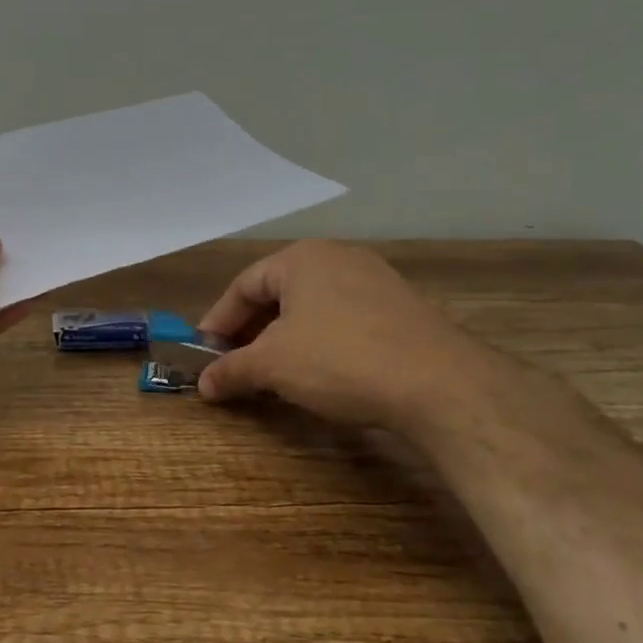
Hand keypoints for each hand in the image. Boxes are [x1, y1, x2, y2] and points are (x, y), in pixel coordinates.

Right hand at [196, 240, 489, 431]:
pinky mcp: (401, 309)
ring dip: (285, 340)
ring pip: (312, 308)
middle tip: (236, 366)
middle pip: (279, 294)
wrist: (439, 383)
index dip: (218, 321)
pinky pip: (344, 320)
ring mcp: (375, 281)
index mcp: (302, 258)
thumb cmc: (340, 360)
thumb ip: (232, 370)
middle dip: (252, 332)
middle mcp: (338, 258)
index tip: (205, 353)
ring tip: (274, 374)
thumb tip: (204, 383)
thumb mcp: (272, 365)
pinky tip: (320, 374)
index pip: (244, 285)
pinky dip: (320, 344)